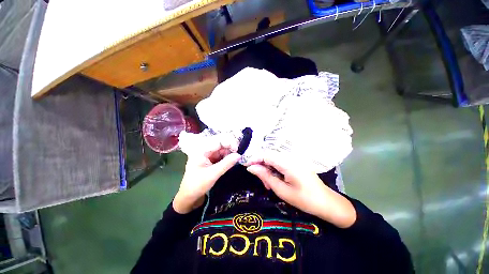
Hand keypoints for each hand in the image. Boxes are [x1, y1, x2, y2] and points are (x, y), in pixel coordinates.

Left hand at [173, 142, 240, 213]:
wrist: (189, 197)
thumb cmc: (198, 185)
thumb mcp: (213, 174)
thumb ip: (226, 164)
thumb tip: (239, 155)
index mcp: (201, 151)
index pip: (218, 141)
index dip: (229, 142)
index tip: (237, 149)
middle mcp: (204, 150)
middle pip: (220, 144)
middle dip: (230, 148)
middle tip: (238, 155)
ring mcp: (207, 155)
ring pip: (221, 150)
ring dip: (229, 153)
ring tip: (235, 159)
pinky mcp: (210, 160)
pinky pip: (221, 156)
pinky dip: (227, 158)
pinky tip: (231, 162)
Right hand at [246, 153, 355, 227]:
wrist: (327, 203)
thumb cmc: (304, 199)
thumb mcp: (281, 190)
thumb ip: (265, 176)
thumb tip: (250, 167)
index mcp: (288, 163)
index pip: (266, 154)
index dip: (254, 158)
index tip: (246, 166)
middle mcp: (290, 157)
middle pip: (269, 155)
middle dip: (261, 165)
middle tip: (259, 180)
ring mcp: (294, 159)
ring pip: (274, 159)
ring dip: (267, 169)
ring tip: (268, 183)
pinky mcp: (295, 162)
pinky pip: (280, 162)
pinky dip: (274, 170)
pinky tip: (275, 180)